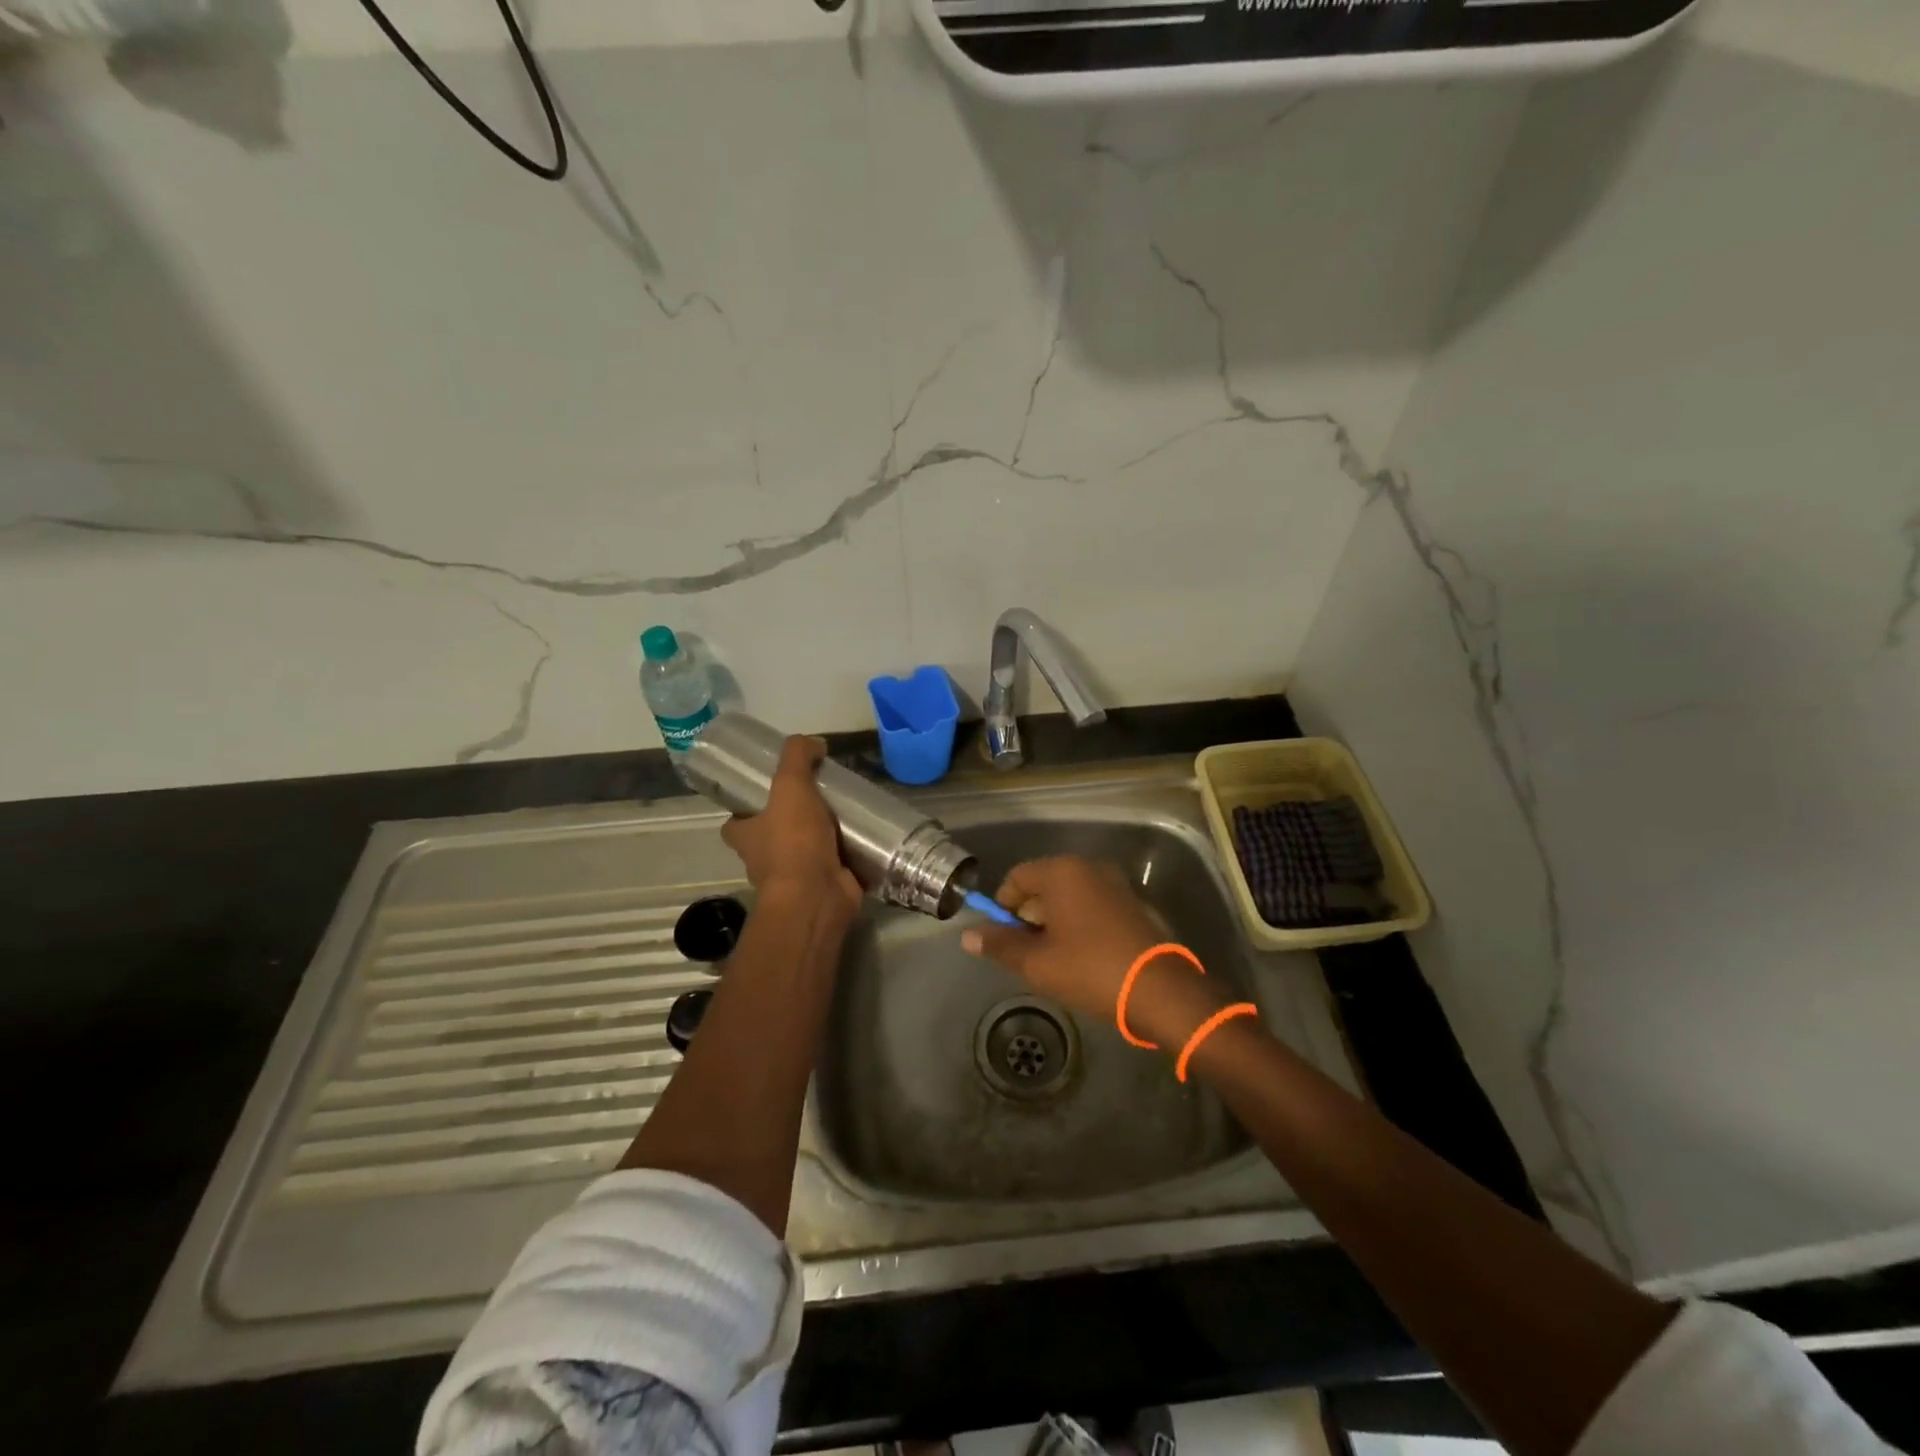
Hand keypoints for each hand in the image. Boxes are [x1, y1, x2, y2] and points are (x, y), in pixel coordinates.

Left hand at [720, 737, 861, 918]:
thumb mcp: (790, 786)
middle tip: (821, 798)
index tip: (771, 792)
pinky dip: (847, 856)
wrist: (817, 895)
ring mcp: (794, 878)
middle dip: (792, 822)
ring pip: (805, 852)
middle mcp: (764, 859)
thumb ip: (797, 757)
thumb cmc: (793, 842)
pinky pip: (835, 867)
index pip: (737, 821)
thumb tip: (814, 742)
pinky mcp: (823, 887)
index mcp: (745, 836)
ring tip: (849, 813)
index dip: (748, 809)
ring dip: (822, 839)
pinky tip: (866, 837)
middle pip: (772, 836)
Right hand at [960, 856, 1224, 1048]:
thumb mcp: (1038, 963)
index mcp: (1062, 872)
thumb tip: (967, 936)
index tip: (1004, 940)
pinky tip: (1082, 958)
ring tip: (1054, 961)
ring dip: (1054, 923)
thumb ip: (1000, 946)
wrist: (1160, 991)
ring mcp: (1115, 884)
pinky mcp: (1133, 903)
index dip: (1003, 907)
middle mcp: (1089, 868)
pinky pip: (1092, 905)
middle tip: (1028, 955)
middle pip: (1043, 885)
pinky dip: (1079, 924)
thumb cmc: (1091, 970)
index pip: (1017, 877)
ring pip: (1069, 897)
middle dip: (1029, 917)